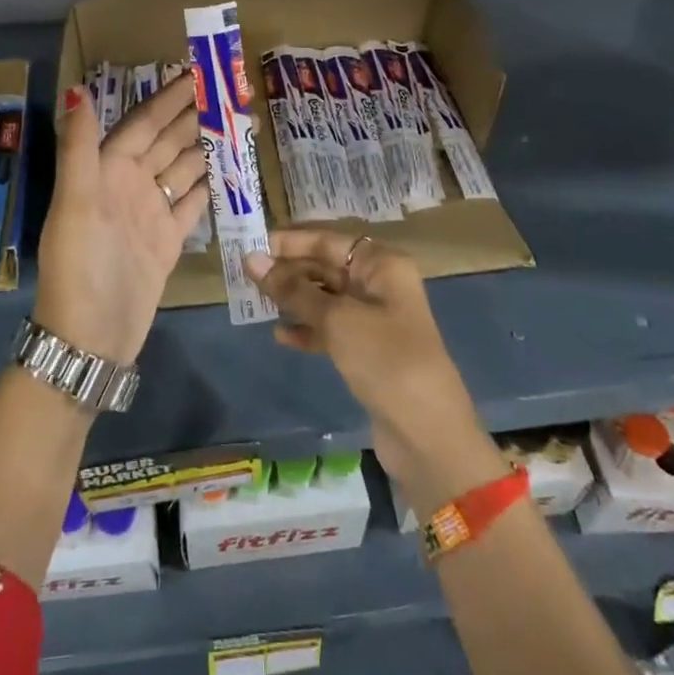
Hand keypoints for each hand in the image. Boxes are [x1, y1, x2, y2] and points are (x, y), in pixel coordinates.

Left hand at [36, 77, 208, 364]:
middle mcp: (129, 185)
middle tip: (230, 92)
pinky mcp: (168, 240)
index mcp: (106, 170)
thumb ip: (79, 148)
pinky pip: (192, 203)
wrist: (90, 337)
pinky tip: (231, 169)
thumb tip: (78, 89)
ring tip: (240, 124)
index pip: (143, 123)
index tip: (197, 73)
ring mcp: (150, 213)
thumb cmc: (81, 265)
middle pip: (167, 141)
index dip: (168, 98)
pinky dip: (209, 185)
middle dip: (194, 116)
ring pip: (183, 168)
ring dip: (207, 146)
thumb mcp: (75, 204)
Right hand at [247, 230, 500, 513]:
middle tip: (245, 276)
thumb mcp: (337, 319)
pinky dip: (307, 329)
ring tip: (255, 302)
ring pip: (325, 298)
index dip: (290, 241)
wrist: (428, 435)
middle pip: (326, 267)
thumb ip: (293, 290)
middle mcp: (379, 285)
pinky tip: (280, 336)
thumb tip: (252, 260)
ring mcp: (374, 320)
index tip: (250, 246)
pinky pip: (330, 329)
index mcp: (381, 265)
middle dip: (288, 270)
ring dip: (293, 300)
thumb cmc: (385, 360)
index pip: (327, 240)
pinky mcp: (367, 352)